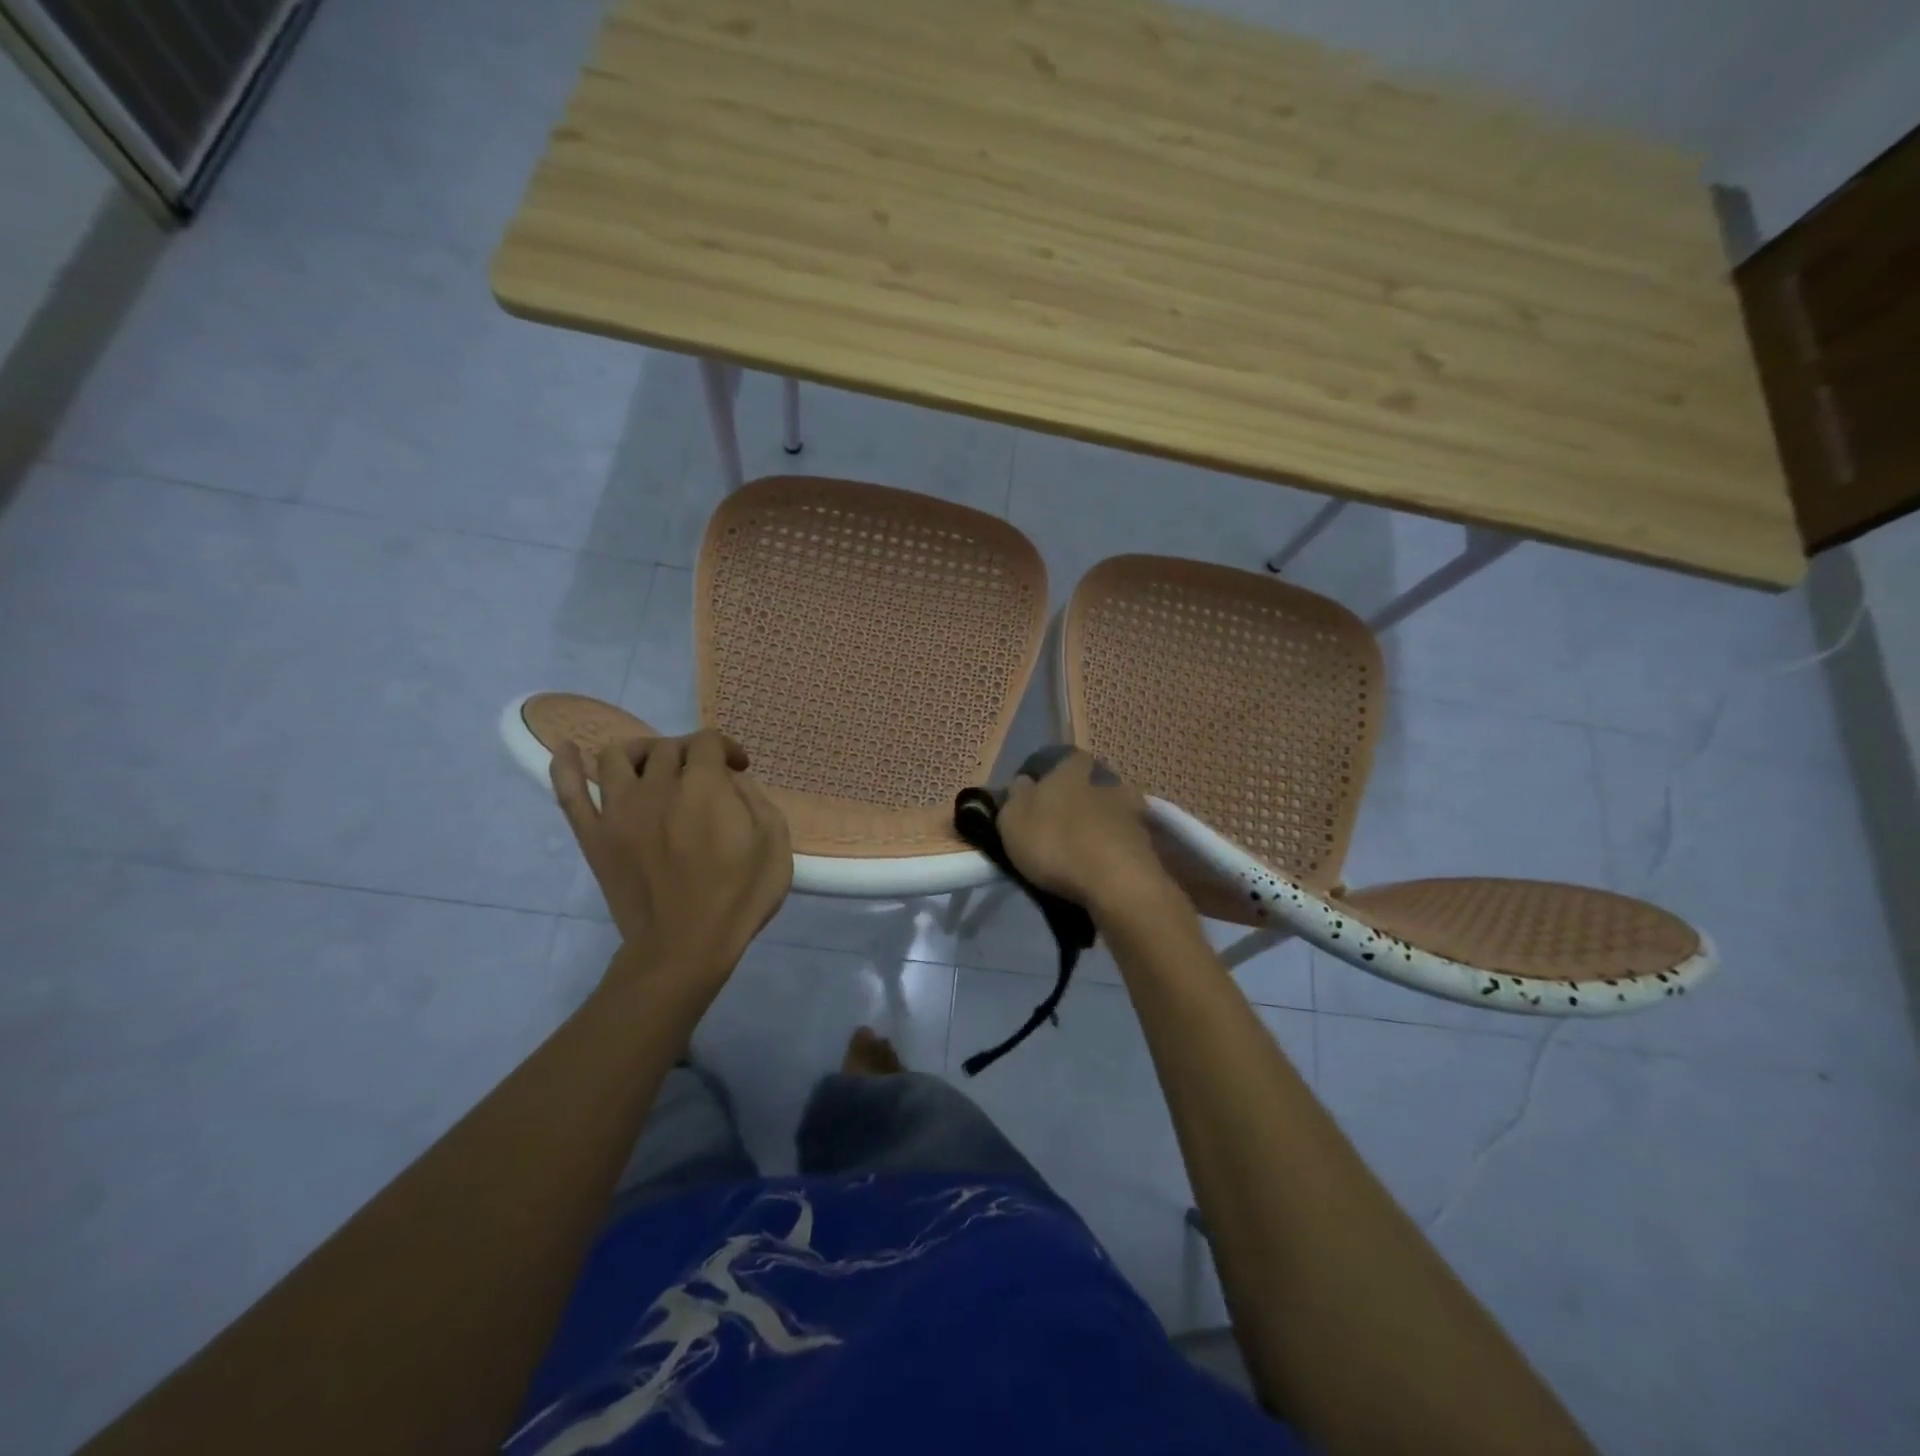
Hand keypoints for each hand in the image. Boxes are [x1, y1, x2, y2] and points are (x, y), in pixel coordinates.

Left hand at [552, 729, 791, 988]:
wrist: (685, 948)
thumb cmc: (738, 897)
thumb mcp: (774, 843)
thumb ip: (755, 799)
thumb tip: (731, 781)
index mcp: (703, 786)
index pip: (708, 741)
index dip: (727, 748)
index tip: (739, 769)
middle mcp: (657, 787)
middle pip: (666, 747)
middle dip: (690, 753)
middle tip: (702, 778)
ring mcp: (618, 810)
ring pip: (617, 756)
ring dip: (640, 753)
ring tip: (654, 769)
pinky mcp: (594, 836)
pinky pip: (570, 793)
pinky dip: (566, 767)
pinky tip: (568, 750)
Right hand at [995, 748, 1168, 913]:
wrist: (1116, 882)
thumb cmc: (1055, 843)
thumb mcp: (1013, 820)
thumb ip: (1016, 796)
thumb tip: (1024, 782)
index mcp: (1072, 768)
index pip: (1064, 760)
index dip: (1052, 776)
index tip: (1041, 797)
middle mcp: (1107, 779)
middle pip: (1091, 783)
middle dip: (1080, 800)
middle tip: (1064, 824)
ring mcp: (1133, 809)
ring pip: (1113, 810)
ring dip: (1101, 824)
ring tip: (1086, 849)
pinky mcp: (1149, 840)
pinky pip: (1126, 838)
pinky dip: (1116, 847)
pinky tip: (1105, 865)